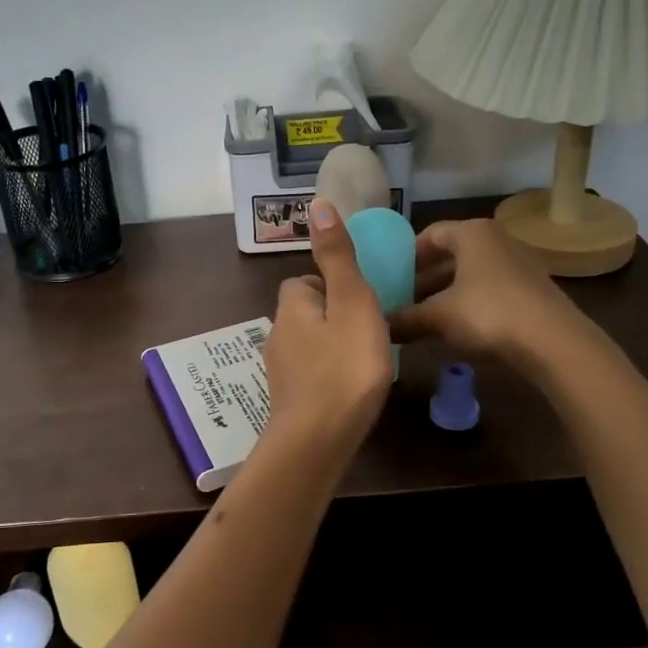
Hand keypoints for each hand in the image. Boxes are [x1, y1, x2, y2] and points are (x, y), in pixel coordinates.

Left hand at [261, 199, 393, 455]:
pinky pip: (311, 374)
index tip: (360, 300)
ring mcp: (280, 371)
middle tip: (369, 331)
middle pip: (306, 312)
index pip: (305, 281)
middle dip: (333, 316)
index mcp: (292, 307)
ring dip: (332, 346)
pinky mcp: (288, 401)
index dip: (331, 285)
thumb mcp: (351, 303)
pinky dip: (328, 374)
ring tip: (365, 360)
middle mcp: (278, 335)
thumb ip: (338, 257)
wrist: (317, 442)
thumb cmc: (343, 368)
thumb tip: (318, 204)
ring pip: (308, 344)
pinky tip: (350, 389)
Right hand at [391, 218, 586, 366]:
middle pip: (451, 255)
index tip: (389, 277)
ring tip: (424, 318)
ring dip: (446, 294)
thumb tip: (380, 325)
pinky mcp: (532, 290)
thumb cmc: (488, 314)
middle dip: (425, 279)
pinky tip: (457, 329)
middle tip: (401, 301)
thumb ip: (407, 318)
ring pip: (471, 274)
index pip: (430, 234)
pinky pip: (490, 290)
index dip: (406, 255)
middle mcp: (497, 240)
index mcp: (472, 233)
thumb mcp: (439, 317)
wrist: (554, 342)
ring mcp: (518, 264)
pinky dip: (470, 304)